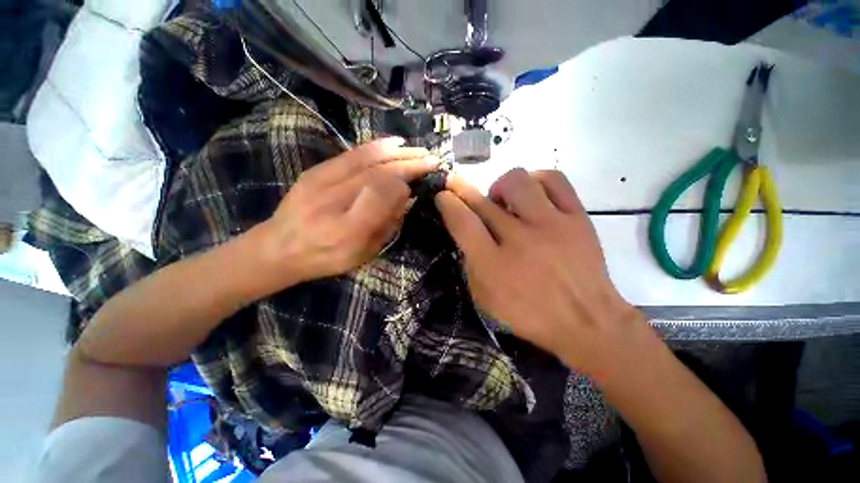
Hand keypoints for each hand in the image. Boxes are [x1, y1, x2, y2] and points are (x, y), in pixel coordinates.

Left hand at [259, 138, 436, 286]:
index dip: (404, 184)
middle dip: (409, 164)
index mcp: (348, 230)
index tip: (419, 183)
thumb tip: (405, 196)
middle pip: (378, 174)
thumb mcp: (363, 254)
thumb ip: (386, 226)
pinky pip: (351, 154)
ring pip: (367, 159)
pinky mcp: (315, 171)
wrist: (278, 248)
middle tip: (431, 159)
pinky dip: (376, 147)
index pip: (382, 195)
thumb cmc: (326, 258)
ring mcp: (321, 182)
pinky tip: (394, 143)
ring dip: (397, 152)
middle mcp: (334, 201)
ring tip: (418, 150)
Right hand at [435, 169, 644, 376]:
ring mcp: (551, 224)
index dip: (447, 203)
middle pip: (483, 201)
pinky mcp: (577, 217)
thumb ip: (470, 264)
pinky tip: (532, 193)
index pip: (463, 222)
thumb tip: (464, 233)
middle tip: (457, 186)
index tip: (442, 195)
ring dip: (500, 187)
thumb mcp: (486, 299)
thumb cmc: (530, 314)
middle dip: (462, 188)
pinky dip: (536, 180)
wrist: (587, 321)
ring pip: (517, 181)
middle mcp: (519, 239)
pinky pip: (553, 180)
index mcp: (493, 265)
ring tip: (503, 201)